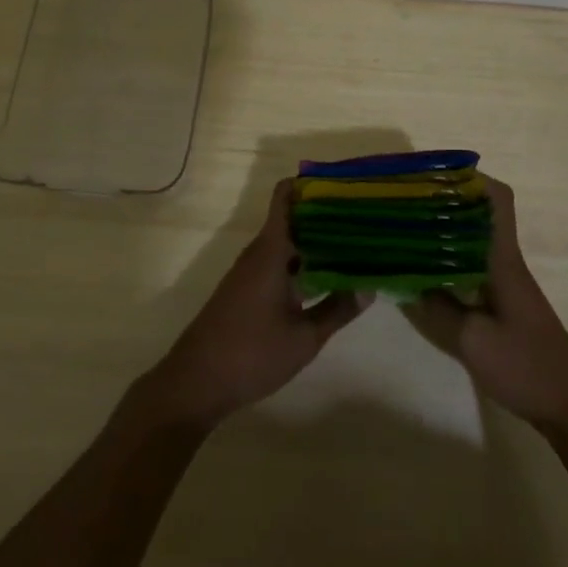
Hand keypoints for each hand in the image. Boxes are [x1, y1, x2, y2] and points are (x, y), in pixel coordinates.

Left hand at [141, 179, 367, 428]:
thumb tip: (370, 286)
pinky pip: (278, 261)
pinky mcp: (246, 289)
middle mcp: (258, 252)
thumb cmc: (251, 354)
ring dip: (314, 240)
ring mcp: (250, 271)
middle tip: (362, 216)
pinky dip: (301, 261)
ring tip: (353, 243)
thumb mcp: (304, 337)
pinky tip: (325, 276)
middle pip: (291, 218)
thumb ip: (337, 310)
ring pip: (286, 242)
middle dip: (323, 215)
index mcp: (270, 250)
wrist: (196, 383)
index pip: (285, 197)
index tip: (342, 183)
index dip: (310, 184)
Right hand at [404, 179, 567, 429]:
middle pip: (481, 213)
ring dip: (446, 229)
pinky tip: (427, 272)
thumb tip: (403, 282)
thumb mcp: (473, 342)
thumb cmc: (527, 368)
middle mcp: (506, 262)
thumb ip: (437, 309)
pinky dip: (450, 258)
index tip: (434, 175)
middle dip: (446, 201)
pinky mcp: (504, 303)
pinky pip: (474, 264)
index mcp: (503, 260)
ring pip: (475, 239)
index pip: (498, 200)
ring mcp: (506, 283)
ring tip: (407, 229)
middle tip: (407, 201)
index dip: (471, 178)